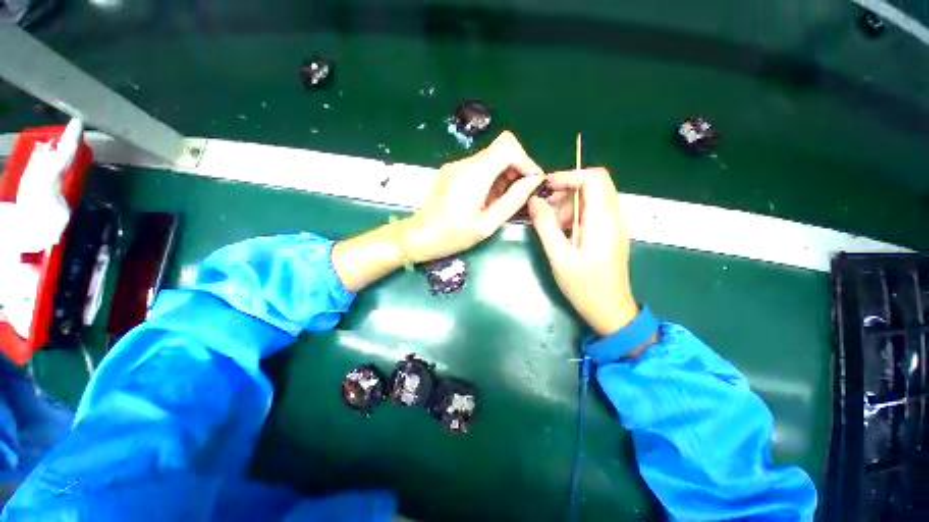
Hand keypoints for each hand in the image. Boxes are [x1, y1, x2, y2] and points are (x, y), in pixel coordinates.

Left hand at [401, 131, 544, 262]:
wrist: (420, 236)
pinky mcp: (453, 172)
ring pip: (491, 159)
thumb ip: (512, 201)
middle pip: (501, 150)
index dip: (524, 159)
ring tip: (501, 201)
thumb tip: (534, 181)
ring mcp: (457, 166)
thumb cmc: (453, 235)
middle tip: (519, 194)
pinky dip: (492, 179)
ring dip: (504, 175)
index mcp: (474, 175)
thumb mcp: (487, 224)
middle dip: (516, 169)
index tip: (530, 181)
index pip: (507, 145)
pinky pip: (480, 167)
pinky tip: (488, 199)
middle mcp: (465, 164)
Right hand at [528, 168, 638, 336]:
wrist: (610, 311)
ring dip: (569, 206)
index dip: (569, 176)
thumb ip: (545, 226)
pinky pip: (593, 213)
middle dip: (566, 192)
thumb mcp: (559, 256)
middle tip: (545, 210)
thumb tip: (534, 201)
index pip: (594, 178)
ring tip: (552, 227)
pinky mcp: (610, 234)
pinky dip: (575, 216)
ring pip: (592, 199)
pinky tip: (563, 234)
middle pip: (593, 186)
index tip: (545, 187)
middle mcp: (614, 217)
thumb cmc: (585, 287)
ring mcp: (614, 226)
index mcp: (603, 220)